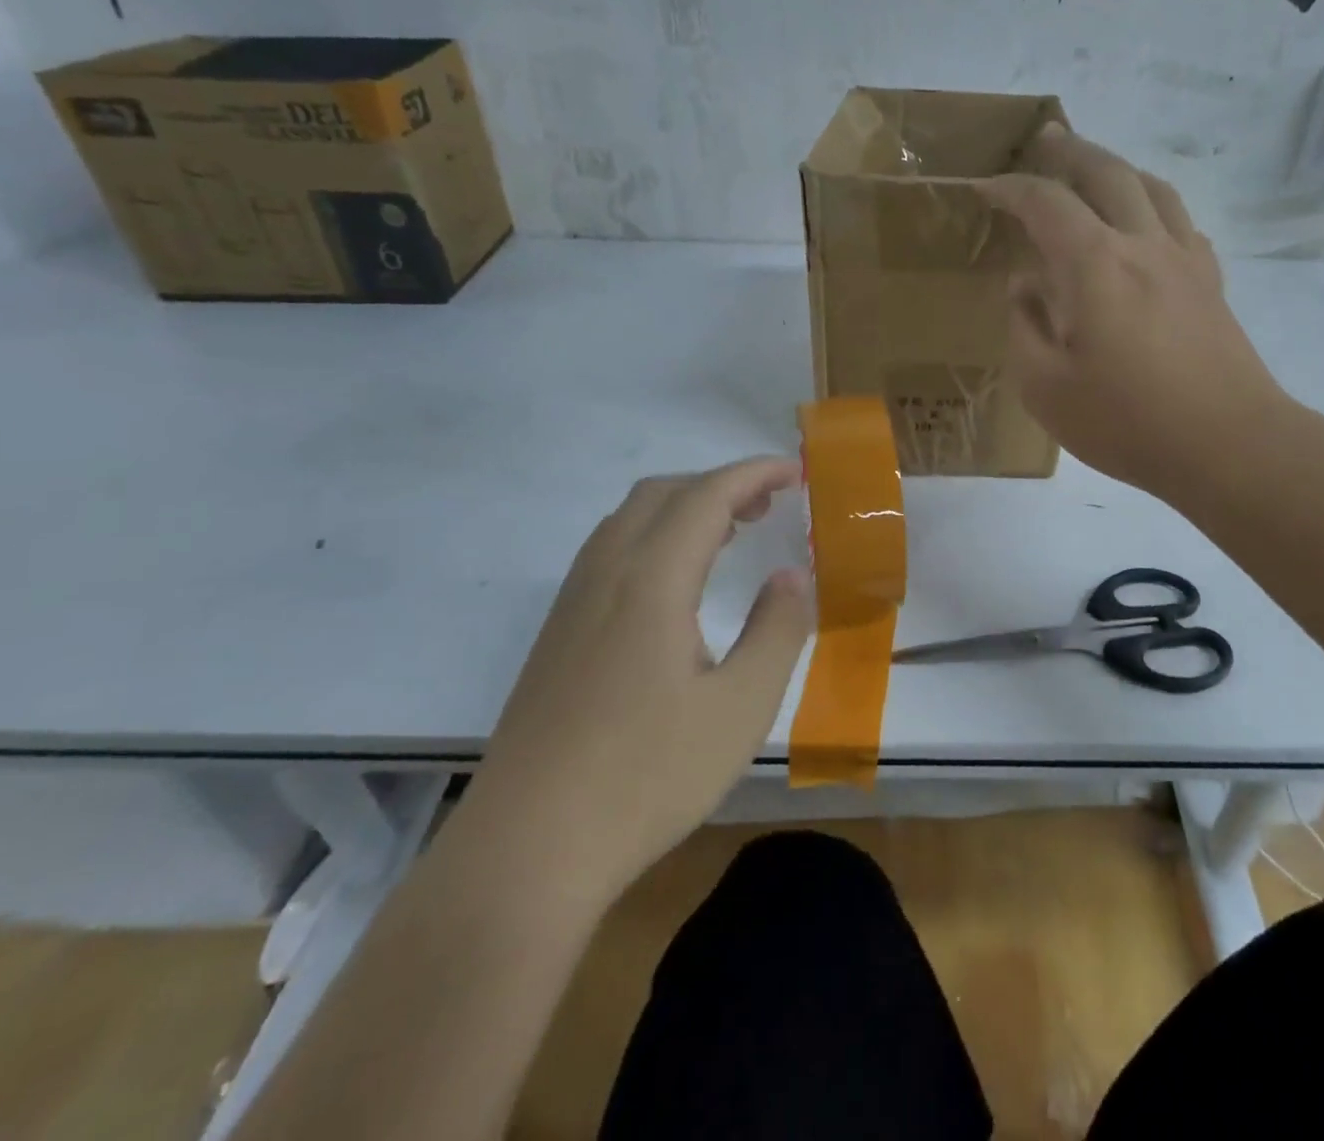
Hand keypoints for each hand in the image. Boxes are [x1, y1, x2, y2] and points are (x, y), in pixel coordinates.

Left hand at [477, 459, 812, 882]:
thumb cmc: (647, 776)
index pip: (707, 495)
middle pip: (663, 493)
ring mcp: (572, 603)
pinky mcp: (557, 634)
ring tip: (731, 535)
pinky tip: (676, 586)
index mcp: (651, 579)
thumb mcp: (741, 707)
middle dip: (721, 484)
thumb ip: (777, 630)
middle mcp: (605, 574)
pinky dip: (656, 537)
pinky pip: (610, 551)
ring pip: (630, 519)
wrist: (526, 850)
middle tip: (770, 506)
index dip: (755, 473)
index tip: (797, 472)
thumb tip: (791, 576)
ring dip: (685, 508)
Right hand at [980, 125, 1289, 498]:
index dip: (1010, 189)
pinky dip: (1155, 206)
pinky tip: (1148, 226)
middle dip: (1071, 151)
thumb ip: (1025, 328)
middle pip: (1108, 173)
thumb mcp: (1046, 388)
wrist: (1228, 445)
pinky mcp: (1211, 284)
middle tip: (1047, 138)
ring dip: (1119, 168)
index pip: (1046, 203)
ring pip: (1152, 188)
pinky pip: (1181, 222)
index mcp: (1095, 264)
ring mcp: (1185, 260)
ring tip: (1098, 170)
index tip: (984, 188)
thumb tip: (1025, 287)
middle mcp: (1143, 244)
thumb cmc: (1126, 421)